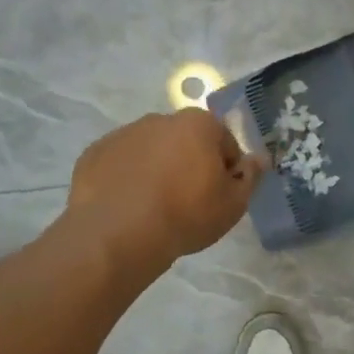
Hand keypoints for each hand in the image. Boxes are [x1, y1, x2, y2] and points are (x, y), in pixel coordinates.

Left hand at [69, 109, 265, 266]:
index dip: (227, 169)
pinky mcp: (94, 154)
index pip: (224, 141)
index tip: (219, 195)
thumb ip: (251, 177)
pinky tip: (128, 208)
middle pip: (185, 141)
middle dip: (190, 164)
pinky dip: (126, 179)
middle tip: (189, 203)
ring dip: (157, 170)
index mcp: (198, 124)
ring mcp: (123, 134)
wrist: (119, 233)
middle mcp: (160, 119)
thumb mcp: (234, 204)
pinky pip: (120, 164)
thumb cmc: (187, 214)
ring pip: (151, 151)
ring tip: (155, 208)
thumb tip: (259, 159)